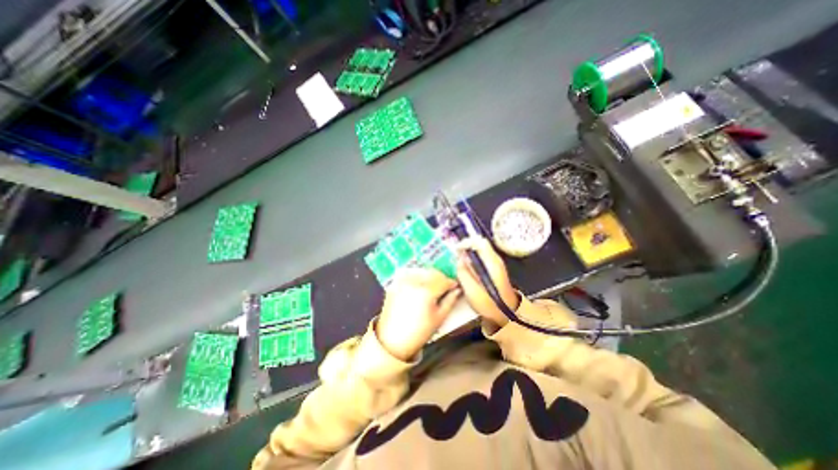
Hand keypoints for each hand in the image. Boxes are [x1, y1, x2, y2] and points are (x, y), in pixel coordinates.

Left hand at [376, 269, 461, 359]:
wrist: (392, 341)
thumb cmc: (419, 332)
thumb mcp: (439, 318)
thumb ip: (450, 301)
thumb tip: (457, 289)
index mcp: (426, 291)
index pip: (444, 280)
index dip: (451, 283)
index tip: (455, 286)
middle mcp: (414, 282)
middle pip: (432, 273)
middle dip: (441, 278)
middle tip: (444, 287)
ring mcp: (402, 281)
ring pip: (421, 271)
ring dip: (429, 275)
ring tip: (432, 286)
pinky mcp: (394, 284)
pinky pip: (408, 274)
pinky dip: (416, 276)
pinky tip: (419, 285)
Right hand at [457, 237, 521, 328]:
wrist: (506, 315)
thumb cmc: (489, 304)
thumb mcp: (472, 290)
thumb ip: (464, 273)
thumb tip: (459, 258)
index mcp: (491, 262)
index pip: (480, 242)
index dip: (466, 242)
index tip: (456, 249)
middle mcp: (495, 260)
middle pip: (480, 244)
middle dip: (466, 247)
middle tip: (455, 255)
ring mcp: (496, 264)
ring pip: (480, 250)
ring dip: (468, 253)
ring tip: (458, 262)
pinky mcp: (494, 269)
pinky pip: (481, 258)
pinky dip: (472, 259)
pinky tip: (466, 269)